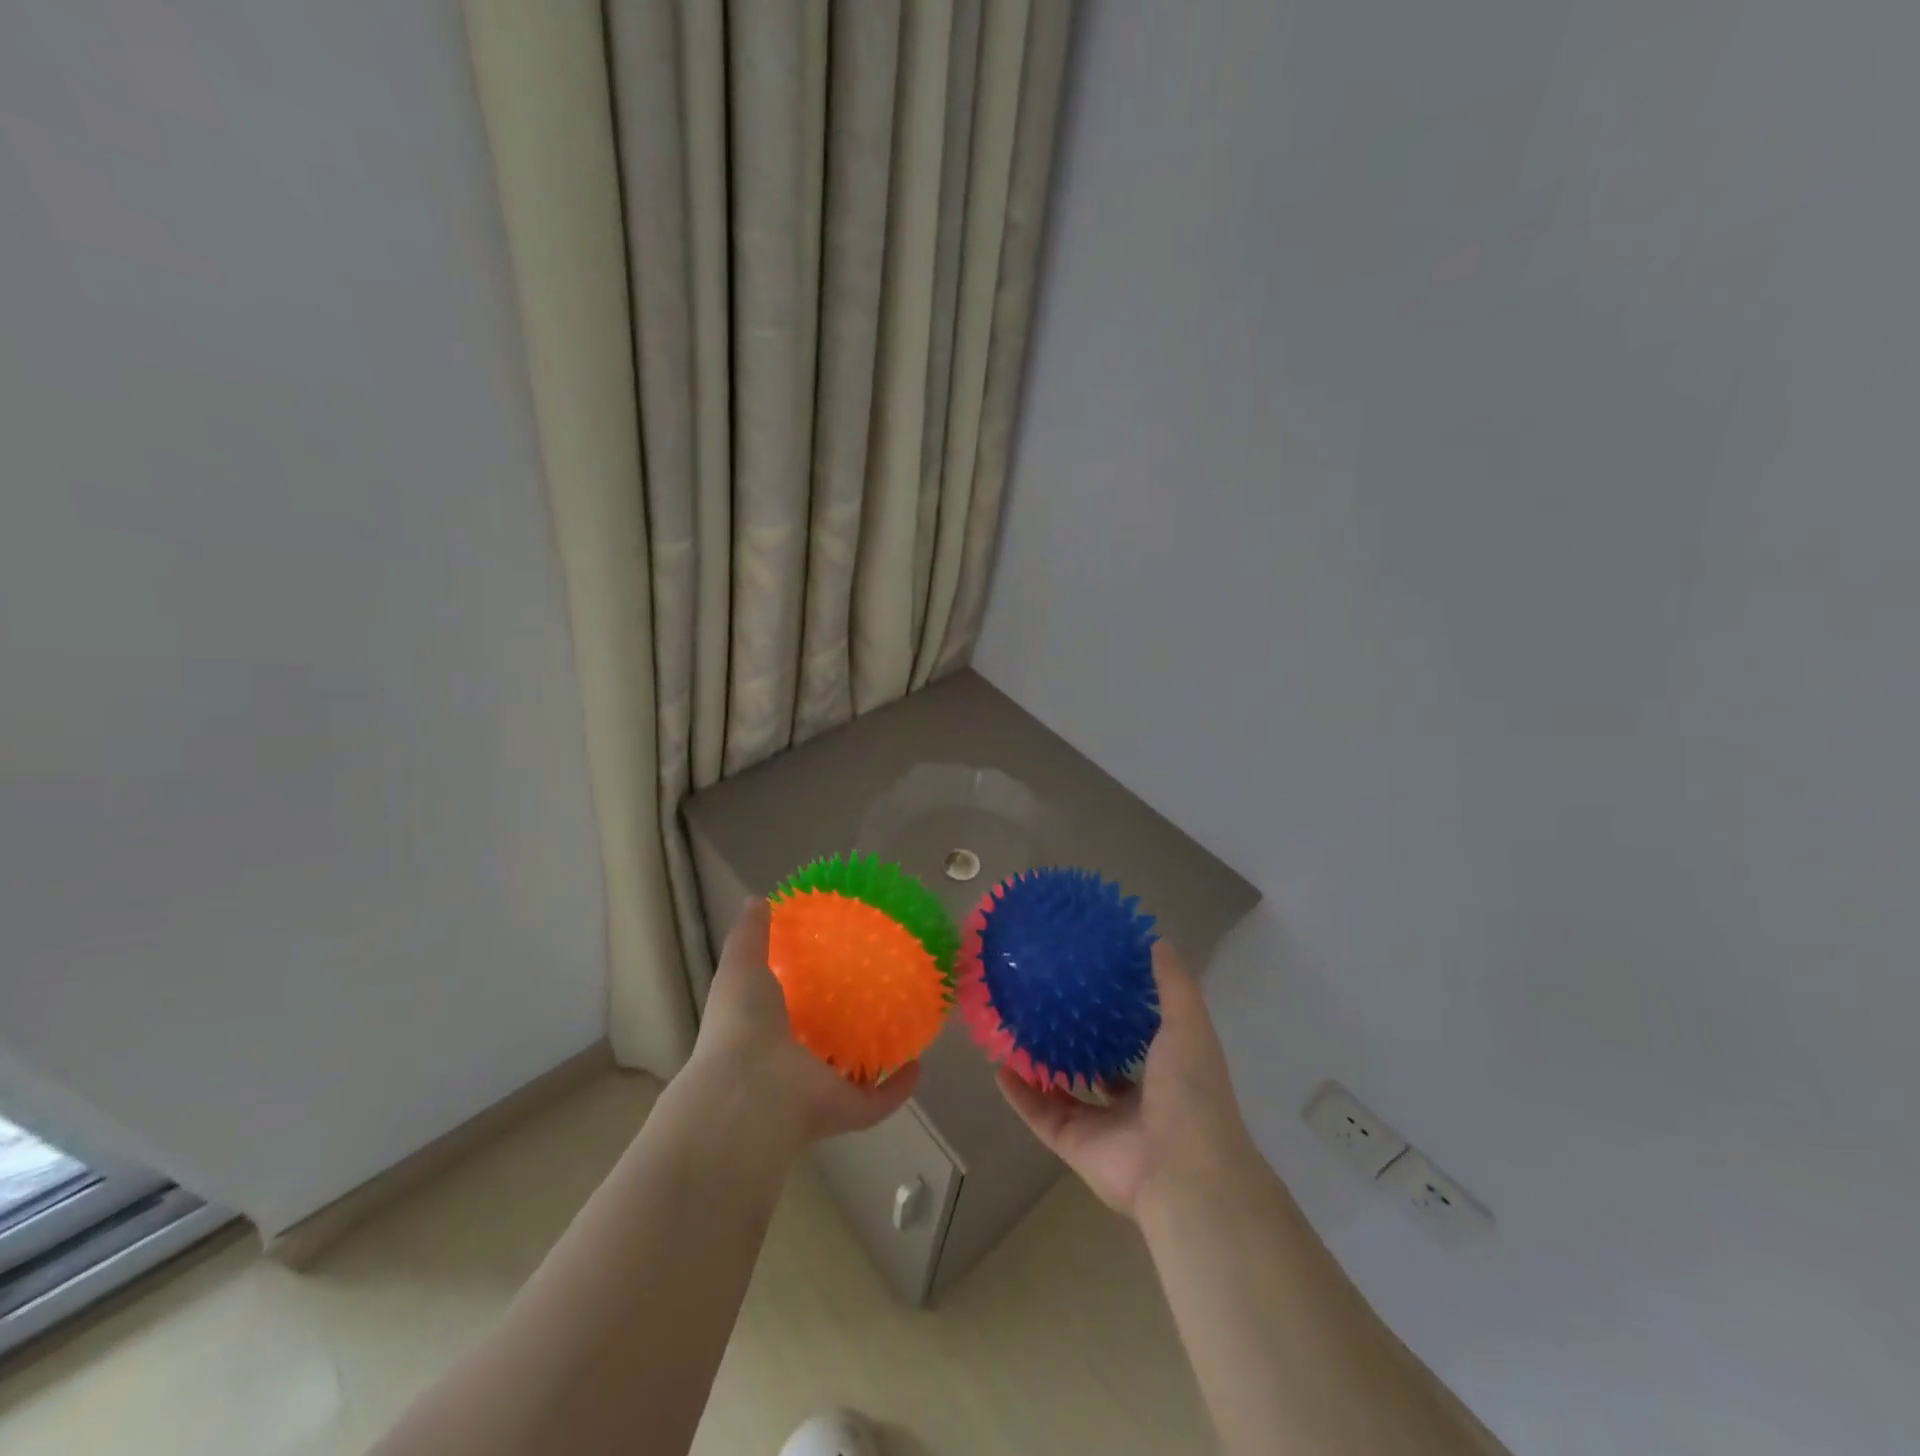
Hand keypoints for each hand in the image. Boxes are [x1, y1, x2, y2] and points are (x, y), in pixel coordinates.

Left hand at [690, 898, 920, 1145]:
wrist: (750, 1092)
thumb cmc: (742, 1024)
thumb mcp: (742, 966)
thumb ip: (750, 935)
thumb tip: (756, 900)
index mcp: (765, 1029)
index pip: (785, 1010)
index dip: (802, 990)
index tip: (829, 963)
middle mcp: (790, 1062)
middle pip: (820, 1044)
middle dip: (841, 1024)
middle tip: (874, 991)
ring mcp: (817, 1090)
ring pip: (849, 1074)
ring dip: (871, 1057)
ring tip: (901, 1023)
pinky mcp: (845, 1110)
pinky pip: (878, 1101)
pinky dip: (898, 1088)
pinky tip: (918, 1064)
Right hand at [995, 939, 1259, 1220]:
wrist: (1183, 1172)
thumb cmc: (1191, 1091)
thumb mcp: (1188, 1025)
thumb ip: (1173, 985)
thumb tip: (1157, 940)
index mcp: (1164, 1072)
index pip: (1137, 1038)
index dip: (1115, 1011)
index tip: (1090, 977)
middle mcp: (1133, 1099)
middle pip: (1097, 1064)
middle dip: (1075, 1038)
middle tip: (1043, 1001)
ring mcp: (1102, 1124)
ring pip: (1064, 1090)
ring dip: (1040, 1065)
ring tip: (1014, 1029)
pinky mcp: (1073, 1144)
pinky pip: (1040, 1114)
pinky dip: (1019, 1094)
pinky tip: (998, 1066)